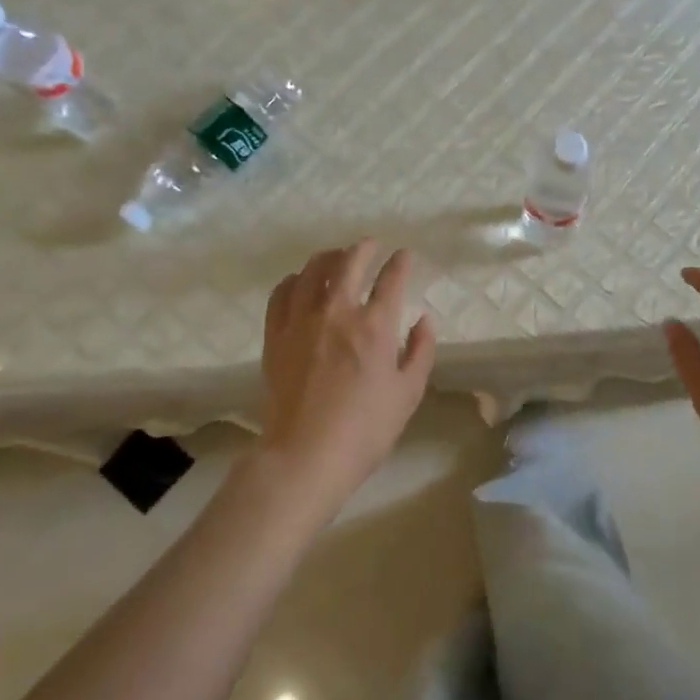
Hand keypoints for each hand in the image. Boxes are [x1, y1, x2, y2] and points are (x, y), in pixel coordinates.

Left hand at [260, 241, 435, 509]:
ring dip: (328, 258)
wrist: (306, 455)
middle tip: (370, 244)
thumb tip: (424, 321)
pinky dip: (293, 281)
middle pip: (348, 263)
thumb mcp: (409, 393)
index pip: (391, 279)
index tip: (405, 255)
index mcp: (375, 326)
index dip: (400, 262)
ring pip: (311, 271)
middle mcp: (337, 312)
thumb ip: (420, 351)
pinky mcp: (276, 336)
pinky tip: (299, 282)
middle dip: (363, 248)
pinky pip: (281, 295)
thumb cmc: (366, 429)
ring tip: (336, 257)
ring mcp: (301, 321)